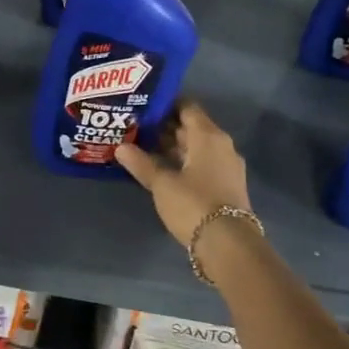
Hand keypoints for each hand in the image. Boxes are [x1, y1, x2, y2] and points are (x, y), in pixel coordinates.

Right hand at [115, 103, 252, 246]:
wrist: (228, 244)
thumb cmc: (194, 204)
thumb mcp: (162, 183)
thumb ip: (141, 163)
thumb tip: (120, 147)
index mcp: (208, 136)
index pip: (187, 107)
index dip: (166, 104)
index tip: (143, 105)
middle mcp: (221, 145)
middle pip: (192, 127)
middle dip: (165, 126)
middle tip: (136, 126)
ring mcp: (226, 166)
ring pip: (196, 147)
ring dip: (173, 146)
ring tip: (143, 146)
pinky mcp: (226, 185)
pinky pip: (202, 163)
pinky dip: (183, 162)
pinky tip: (162, 169)